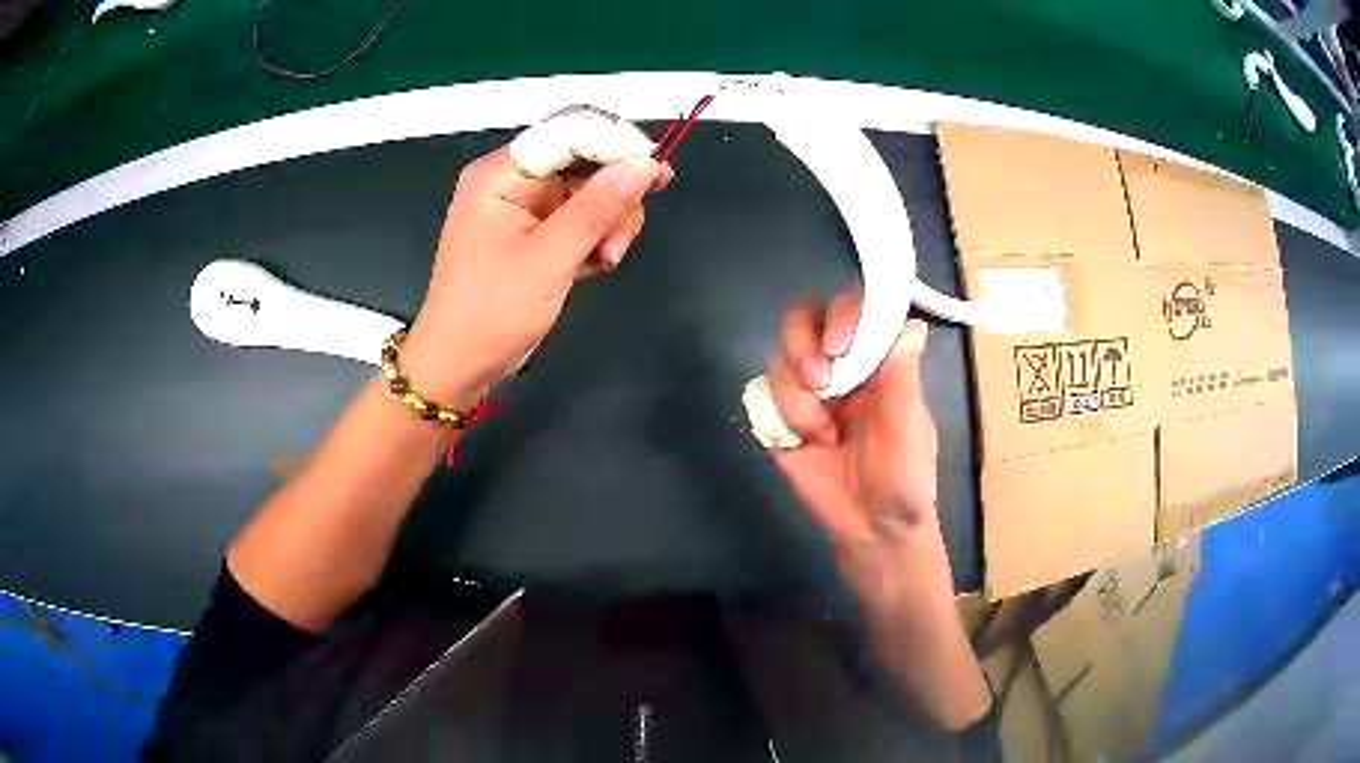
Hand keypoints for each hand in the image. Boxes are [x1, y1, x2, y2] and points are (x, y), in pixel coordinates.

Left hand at [402, 147, 670, 405]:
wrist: (459, 365)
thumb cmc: (491, 313)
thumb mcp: (549, 260)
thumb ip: (597, 208)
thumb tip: (645, 165)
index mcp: (502, 174)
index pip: (570, 130)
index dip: (618, 144)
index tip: (658, 173)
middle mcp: (513, 180)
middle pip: (585, 159)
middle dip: (614, 196)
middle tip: (620, 241)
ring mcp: (523, 206)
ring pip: (589, 190)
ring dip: (608, 223)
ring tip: (605, 260)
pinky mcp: (533, 231)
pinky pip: (578, 217)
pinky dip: (594, 238)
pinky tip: (594, 266)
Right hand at [765, 286, 936, 545]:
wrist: (871, 530)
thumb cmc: (904, 479)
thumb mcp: (910, 428)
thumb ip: (903, 377)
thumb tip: (911, 323)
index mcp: (877, 359)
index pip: (853, 309)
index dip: (840, 314)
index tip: (838, 347)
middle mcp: (841, 365)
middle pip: (803, 321)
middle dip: (802, 346)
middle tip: (819, 382)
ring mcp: (808, 391)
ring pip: (779, 359)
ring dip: (796, 398)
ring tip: (821, 436)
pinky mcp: (781, 418)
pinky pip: (762, 395)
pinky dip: (778, 416)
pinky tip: (800, 443)